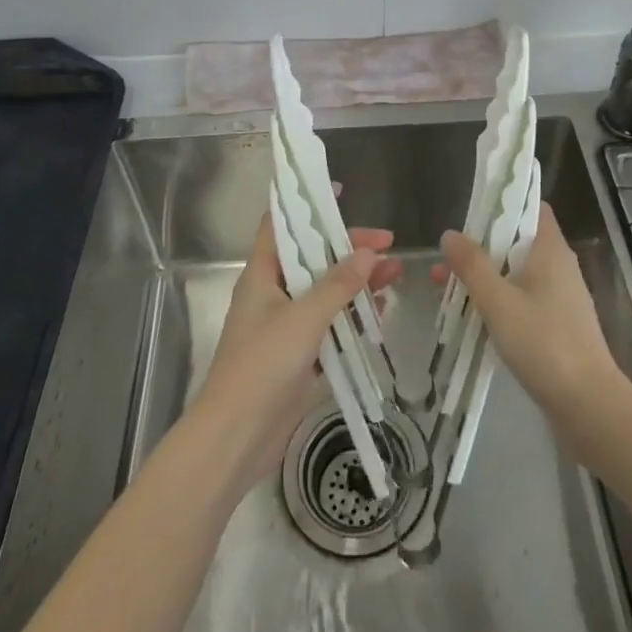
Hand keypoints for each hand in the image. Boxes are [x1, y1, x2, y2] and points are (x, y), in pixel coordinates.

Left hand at [189, 214, 401, 497]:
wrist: (235, 438)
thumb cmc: (262, 366)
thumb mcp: (303, 318)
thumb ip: (337, 285)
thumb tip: (368, 252)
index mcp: (262, 274)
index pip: (280, 225)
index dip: (306, 205)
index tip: (338, 193)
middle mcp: (273, 294)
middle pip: (314, 259)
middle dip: (349, 250)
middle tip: (388, 245)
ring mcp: (285, 326)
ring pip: (326, 293)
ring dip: (357, 284)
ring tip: (395, 276)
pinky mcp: (298, 357)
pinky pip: (330, 327)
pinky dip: (353, 318)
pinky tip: (381, 315)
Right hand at [436, 202, 626, 426]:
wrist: (589, 406)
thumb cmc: (544, 343)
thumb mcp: (499, 301)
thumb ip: (472, 266)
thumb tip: (449, 234)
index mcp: (551, 250)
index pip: (532, 207)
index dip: (504, 203)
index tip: (472, 212)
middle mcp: (559, 267)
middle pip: (517, 242)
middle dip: (481, 248)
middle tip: (446, 260)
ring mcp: (561, 298)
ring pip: (517, 274)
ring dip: (486, 278)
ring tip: (447, 291)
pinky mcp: (559, 326)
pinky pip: (524, 300)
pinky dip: (500, 301)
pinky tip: (474, 319)